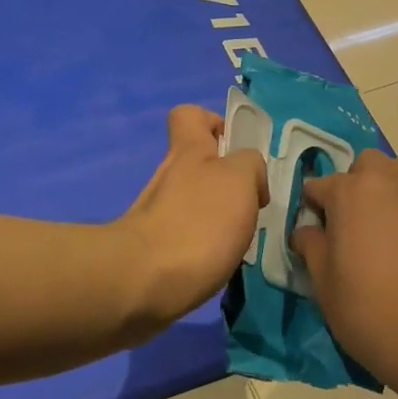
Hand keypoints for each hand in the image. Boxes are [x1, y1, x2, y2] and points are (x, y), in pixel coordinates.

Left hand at [117, 106, 265, 326]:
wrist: (144, 283)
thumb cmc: (198, 222)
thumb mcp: (240, 179)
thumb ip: (251, 165)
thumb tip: (250, 179)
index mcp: (189, 150)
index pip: (190, 115)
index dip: (214, 122)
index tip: (236, 147)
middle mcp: (170, 175)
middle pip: (198, 163)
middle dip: (229, 181)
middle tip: (253, 203)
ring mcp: (159, 213)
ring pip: (196, 201)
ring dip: (221, 216)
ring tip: (243, 238)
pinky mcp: (156, 248)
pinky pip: (189, 235)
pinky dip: (207, 246)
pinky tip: (222, 263)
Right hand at [293, 150, 397, 385]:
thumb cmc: (367, 309)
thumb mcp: (322, 283)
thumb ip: (311, 246)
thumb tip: (306, 231)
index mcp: (347, 192)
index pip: (318, 186)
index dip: (314, 208)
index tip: (317, 233)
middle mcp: (385, 179)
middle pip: (364, 165)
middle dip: (355, 185)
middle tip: (356, 224)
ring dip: (389, 187)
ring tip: (391, 223)